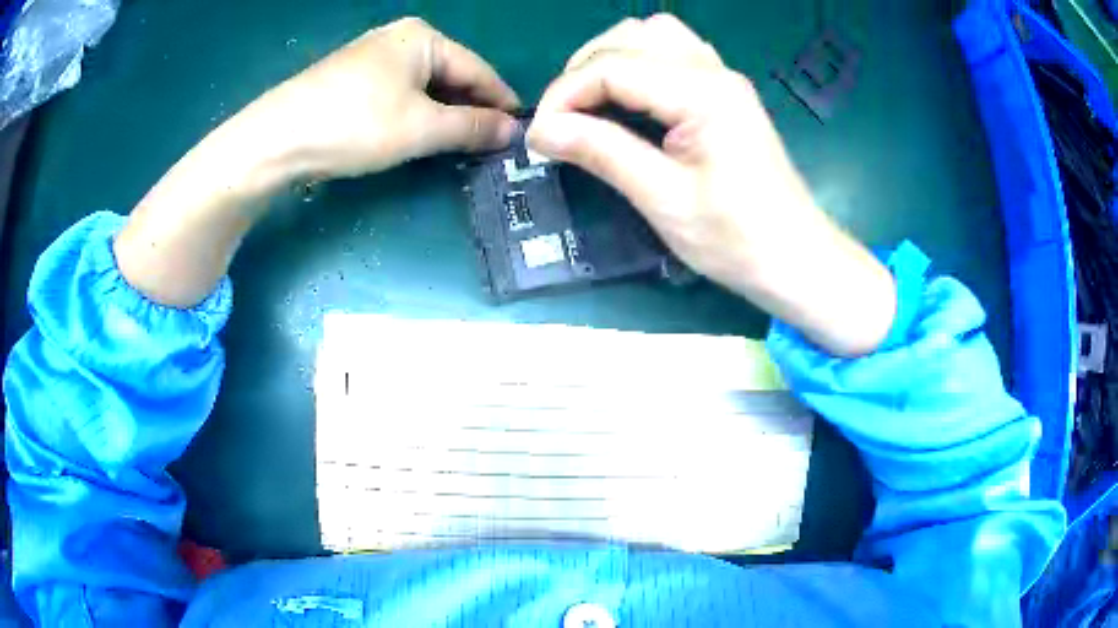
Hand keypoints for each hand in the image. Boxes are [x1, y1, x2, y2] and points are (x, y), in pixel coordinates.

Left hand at [249, 17, 520, 178]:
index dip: (501, 103)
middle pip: (451, 75)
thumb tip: (512, 132)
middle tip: (489, 147)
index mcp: (424, 38)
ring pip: (424, 86)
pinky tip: (418, 134)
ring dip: (443, 115)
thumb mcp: (421, 128)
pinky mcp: (352, 78)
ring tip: (459, 146)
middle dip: (470, 110)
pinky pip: (399, 92)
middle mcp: (401, 38)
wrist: (275, 139)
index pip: (479, 70)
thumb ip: (471, 127)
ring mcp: (373, 56)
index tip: (519, 134)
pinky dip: (415, 114)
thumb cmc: (354, 124)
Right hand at [527, 15, 895, 355]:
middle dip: (584, 70)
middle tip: (565, 119)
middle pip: (630, 36)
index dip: (565, 95)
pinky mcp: (725, 93)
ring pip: (652, 36)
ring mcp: (722, 78)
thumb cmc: (737, 239)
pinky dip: (640, 66)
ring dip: (612, 61)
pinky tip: (630, 101)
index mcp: (702, 93)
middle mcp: (713, 71)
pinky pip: (673, 54)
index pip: (612, 67)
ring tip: (591, 104)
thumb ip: (602, 153)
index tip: (540, 136)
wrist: (796, 258)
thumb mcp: (663, 200)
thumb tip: (541, 131)